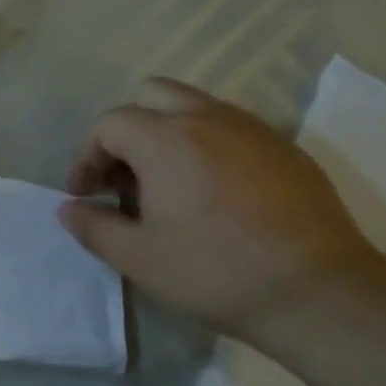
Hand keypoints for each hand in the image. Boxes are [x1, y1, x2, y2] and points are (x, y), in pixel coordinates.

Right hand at [58, 77, 376, 340]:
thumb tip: (69, 208)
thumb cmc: (214, 272)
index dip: (87, 157)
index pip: (110, 123)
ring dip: (167, 135)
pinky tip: (213, 196)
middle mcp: (209, 118)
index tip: (85, 195)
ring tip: (166, 188)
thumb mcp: (138, 258)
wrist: (316, 291)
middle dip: (127, 131)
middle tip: (124, 179)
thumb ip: (93, 227)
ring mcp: (253, 129)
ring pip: (195, 107)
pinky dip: (206, 147)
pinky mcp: (285, 148)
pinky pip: (231, 129)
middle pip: (152, 95)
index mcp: (166, 139)